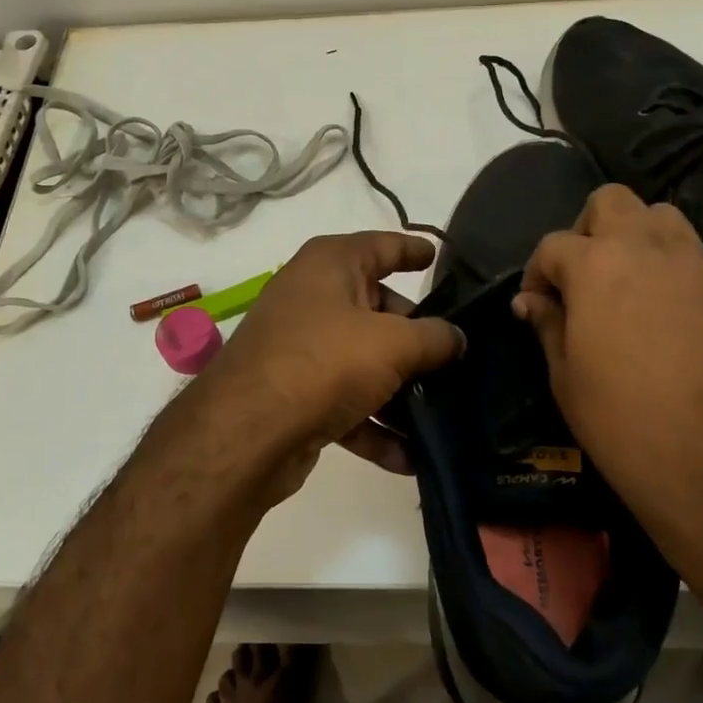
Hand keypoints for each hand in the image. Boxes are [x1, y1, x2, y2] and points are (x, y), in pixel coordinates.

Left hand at [180, 231, 463, 503]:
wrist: (246, 433)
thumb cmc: (325, 362)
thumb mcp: (394, 343)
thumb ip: (435, 337)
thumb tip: (456, 338)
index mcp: (330, 264)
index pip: (382, 245)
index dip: (413, 249)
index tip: (440, 256)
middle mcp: (312, 297)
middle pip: (377, 308)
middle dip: (416, 335)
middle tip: (456, 355)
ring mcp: (300, 347)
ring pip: (363, 360)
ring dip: (399, 389)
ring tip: (442, 410)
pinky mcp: (294, 393)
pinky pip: (345, 402)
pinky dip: (373, 425)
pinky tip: (407, 457)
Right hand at [513, 185, 702, 570]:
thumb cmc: (621, 421)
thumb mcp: (565, 376)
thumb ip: (547, 324)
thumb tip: (530, 302)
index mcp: (597, 265)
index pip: (553, 244)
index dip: (536, 273)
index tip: (536, 306)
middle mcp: (648, 249)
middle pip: (611, 201)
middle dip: (587, 229)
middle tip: (581, 277)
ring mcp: (697, 266)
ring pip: (661, 216)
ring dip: (634, 236)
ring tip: (624, 284)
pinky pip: (692, 258)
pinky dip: (669, 268)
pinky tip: (664, 315)